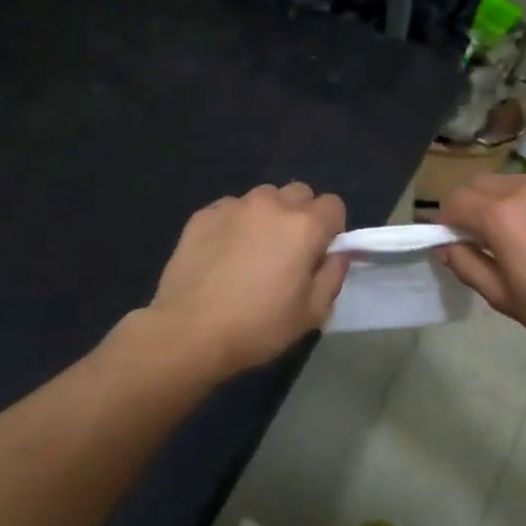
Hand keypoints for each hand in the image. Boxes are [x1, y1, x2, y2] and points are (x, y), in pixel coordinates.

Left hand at [146, 183, 349, 375]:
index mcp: (304, 226)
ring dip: (268, 216)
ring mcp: (234, 206)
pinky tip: (223, 254)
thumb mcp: (311, 314)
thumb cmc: (257, 327)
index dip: (332, 229)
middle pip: (299, 193)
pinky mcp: (203, 214)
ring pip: (264, 197)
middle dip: (301, 216)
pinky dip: (235, 224)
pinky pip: (231, 209)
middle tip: (288, 251)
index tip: (318, 255)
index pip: (334, 205)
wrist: (188, 332)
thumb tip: (337, 254)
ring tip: (253, 250)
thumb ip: (333, 276)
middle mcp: (271, 204)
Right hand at [438, 174, 525, 355]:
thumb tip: (446, 246)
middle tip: (481, 238)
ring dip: (503, 202)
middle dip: (470, 206)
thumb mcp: (504, 298)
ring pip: (513, 183)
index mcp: (499, 216)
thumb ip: (467, 266)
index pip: (454, 202)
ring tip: (521, 236)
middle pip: (479, 184)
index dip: (445, 222)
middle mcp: (524, 189)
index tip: (453, 243)